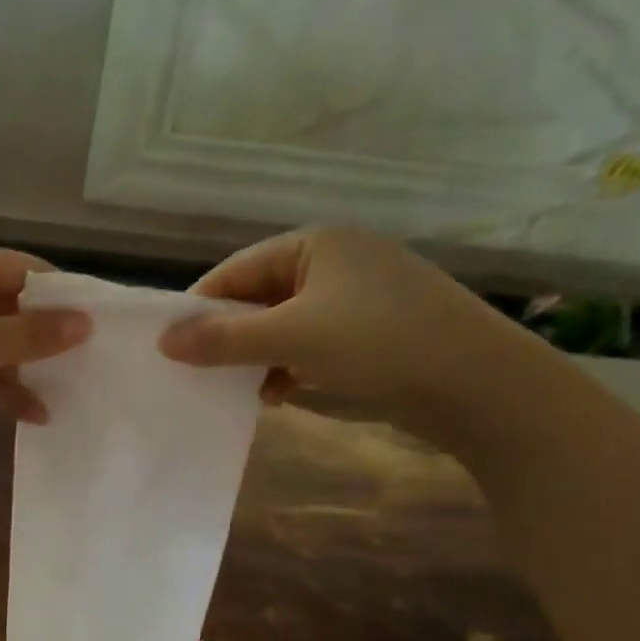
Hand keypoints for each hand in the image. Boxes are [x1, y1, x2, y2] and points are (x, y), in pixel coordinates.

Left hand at [0, 245, 91, 443]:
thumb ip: (30, 334)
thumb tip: (85, 324)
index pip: (22, 269)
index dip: (61, 293)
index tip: (98, 319)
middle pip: (12, 309)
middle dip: (47, 336)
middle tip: (92, 359)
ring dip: (28, 368)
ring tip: (71, 391)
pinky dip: (4, 391)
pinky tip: (36, 414)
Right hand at [157, 228, 527, 436]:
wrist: (476, 382)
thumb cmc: (376, 343)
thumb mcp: (290, 338)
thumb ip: (223, 339)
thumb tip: (164, 340)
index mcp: (315, 245)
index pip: (236, 270)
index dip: (200, 308)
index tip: (171, 347)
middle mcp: (336, 261)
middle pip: (260, 297)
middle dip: (230, 337)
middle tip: (198, 373)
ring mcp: (359, 297)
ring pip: (286, 325)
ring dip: (258, 357)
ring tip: (238, 390)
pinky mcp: (375, 332)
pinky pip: (314, 344)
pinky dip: (291, 367)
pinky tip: (280, 396)